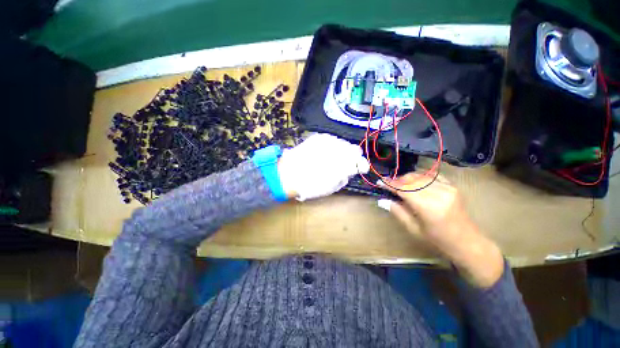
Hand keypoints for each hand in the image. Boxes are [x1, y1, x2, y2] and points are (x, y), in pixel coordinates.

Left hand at [278, 133, 369, 200]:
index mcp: (344, 162)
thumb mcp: (332, 186)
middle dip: (351, 156)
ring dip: (340, 151)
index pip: (360, 158)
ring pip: (342, 143)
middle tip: (344, 164)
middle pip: (353, 148)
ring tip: (331, 159)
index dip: (360, 164)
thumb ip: (345, 176)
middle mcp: (339, 147)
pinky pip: (330, 140)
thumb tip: (350, 169)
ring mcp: (328, 140)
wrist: (288, 175)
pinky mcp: (317, 137)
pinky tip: (323, 153)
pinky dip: (330, 146)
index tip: (359, 168)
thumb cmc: (311, 185)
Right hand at [378, 172, 503, 287]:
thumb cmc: (438, 240)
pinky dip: (420, 176)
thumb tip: (383, 200)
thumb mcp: (414, 229)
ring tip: (400, 184)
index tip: (379, 181)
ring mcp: (448, 187)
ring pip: (420, 175)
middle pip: (411, 180)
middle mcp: (439, 193)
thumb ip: (397, 211)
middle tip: (389, 185)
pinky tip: (414, 182)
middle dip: (397, 180)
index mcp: (429, 207)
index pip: (404, 189)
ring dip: (407, 178)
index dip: (390, 184)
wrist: (467, 242)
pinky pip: (431, 175)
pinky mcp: (453, 186)